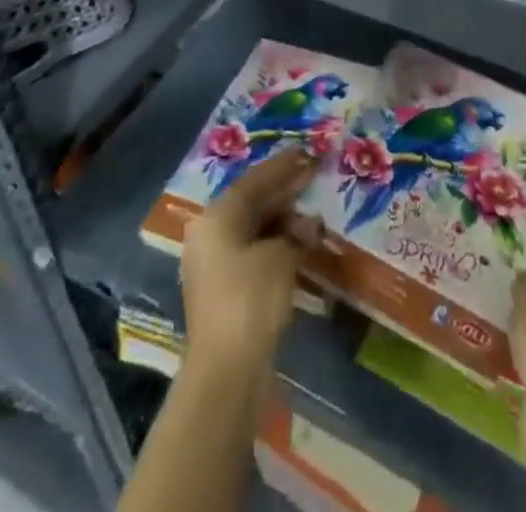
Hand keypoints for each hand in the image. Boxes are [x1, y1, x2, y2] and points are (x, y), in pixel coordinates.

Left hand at [181, 147, 319, 370]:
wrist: (226, 373)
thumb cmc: (250, 300)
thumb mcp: (280, 257)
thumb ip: (296, 233)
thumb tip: (308, 224)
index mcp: (217, 217)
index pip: (255, 180)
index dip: (284, 166)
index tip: (308, 152)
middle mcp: (211, 234)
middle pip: (252, 202)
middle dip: (284, 189)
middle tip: (314, 174)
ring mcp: (216, 264)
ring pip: (254, 228)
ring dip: (284, 219)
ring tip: (313, 208)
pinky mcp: (226, 290)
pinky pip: (255, 252)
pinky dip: (278, 245)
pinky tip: (301, 244)